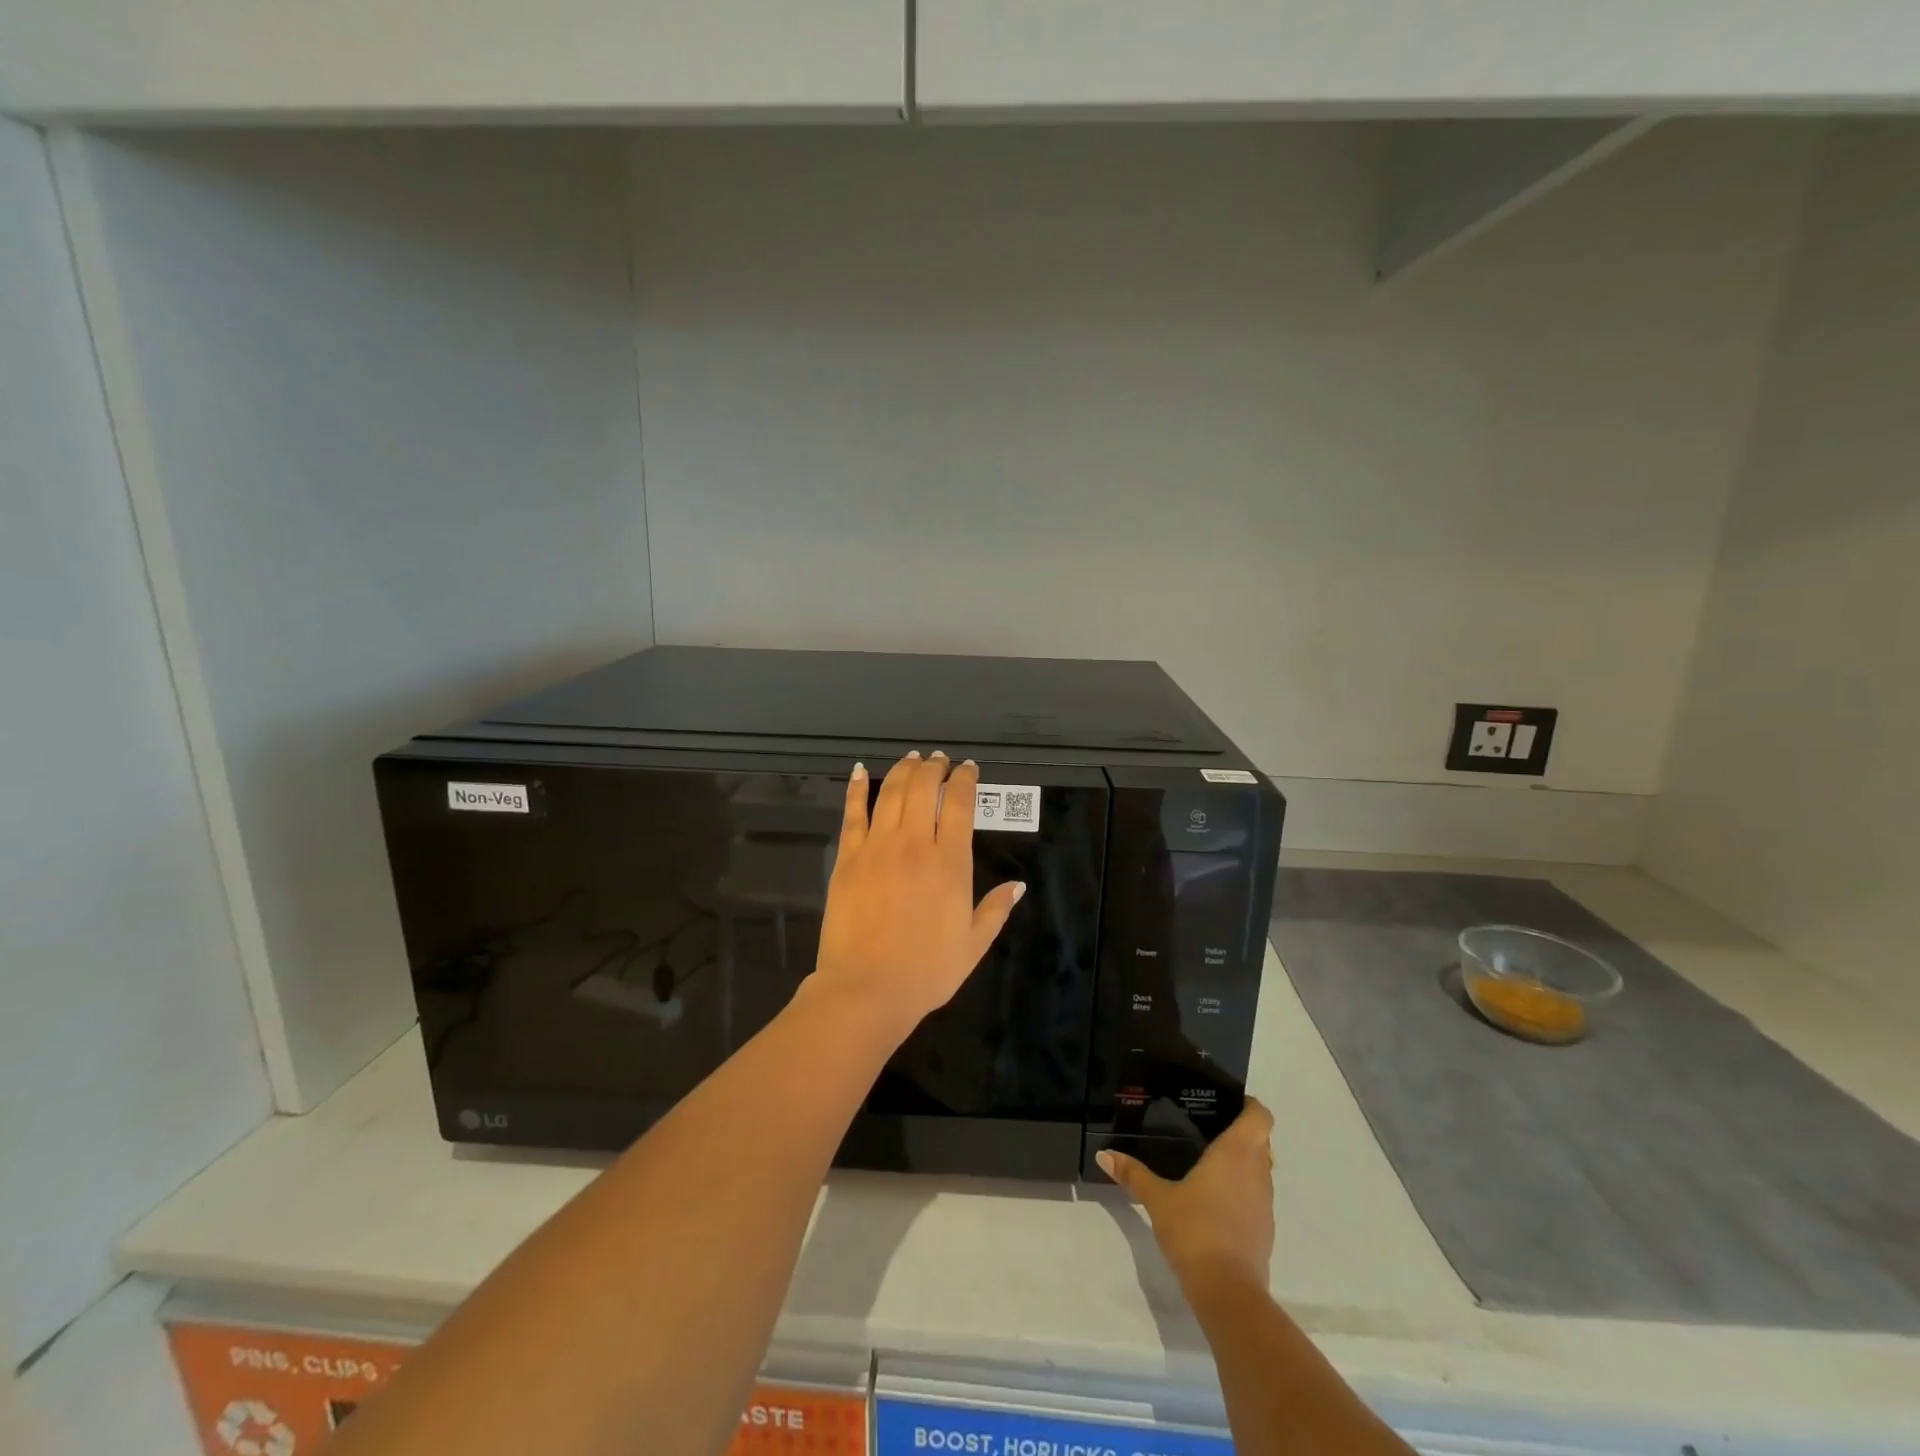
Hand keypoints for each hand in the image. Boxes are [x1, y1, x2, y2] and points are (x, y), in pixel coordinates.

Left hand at [810, 752, 1024, 1041]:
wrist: (866, 989)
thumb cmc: (927, 971)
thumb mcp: (974, 944)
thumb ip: (996, 910)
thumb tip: (1019, 884)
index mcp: (951, 863)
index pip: (960, 804)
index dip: (964, 779)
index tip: (968, 769)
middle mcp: (915, 844)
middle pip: (924, 789)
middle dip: (934, 767)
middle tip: (939, 760)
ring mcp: (878, 848)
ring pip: (892, 793)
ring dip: (904, 770)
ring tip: (912, 759)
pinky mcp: (848, 858)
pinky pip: (853, 813)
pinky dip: (857, 788)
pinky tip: (861, 771)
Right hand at [1097, 1099, 1276, 1296]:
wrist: (1228, 1293)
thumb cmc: (1195, 1231)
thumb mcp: (1158, 1199)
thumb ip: (1133, 1174)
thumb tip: (1103, 1154)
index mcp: (1237, 1153)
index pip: (1260, 1116)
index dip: (1248, 1104)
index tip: (1226, 1102)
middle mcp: (1258, 1172)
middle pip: (1261, 1140)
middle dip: (1240, 1131)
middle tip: (1207, 1127)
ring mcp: (1265, 1203)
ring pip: (1261, 1168)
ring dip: (1243, 1161)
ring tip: (1208, 1160)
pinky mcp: (1265, 1230)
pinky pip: (1257, 1195)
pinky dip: (1242, 1189)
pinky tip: (1215, 1198)